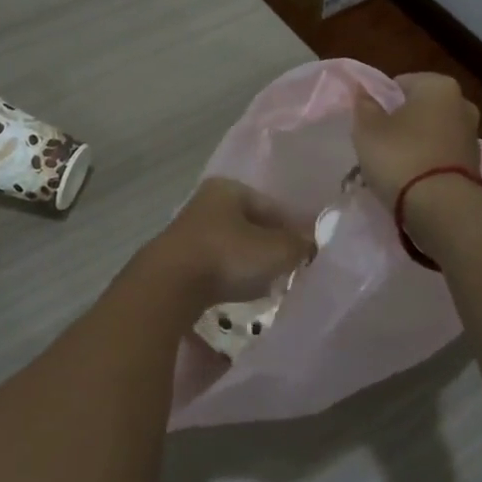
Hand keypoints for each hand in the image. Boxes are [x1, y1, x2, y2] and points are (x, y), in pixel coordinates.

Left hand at [146, 177, 314, 307]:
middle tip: (291, 268)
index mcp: (228, 188)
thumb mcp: (274, 250)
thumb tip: (312, 243)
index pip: (271, 205)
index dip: (293, 227)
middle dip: (271, 245)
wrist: (168, 286)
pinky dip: (230, 275)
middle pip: (250, 224)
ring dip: (250, 262)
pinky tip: (240, 293)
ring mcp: (189, 231)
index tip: (309, 251)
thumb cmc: (226, 256)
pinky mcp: (178, 259)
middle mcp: (207, 203)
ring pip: (232, 245)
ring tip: (269, 284)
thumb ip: (298, 245)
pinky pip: (215, 265)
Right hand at [352, 72, 481, 206]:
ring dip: (415, 143)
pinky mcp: (475, 165)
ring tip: (394, 166)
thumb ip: (364, 106)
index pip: (401, 83)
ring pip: (432, 133)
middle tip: (379, 143)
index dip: (381, 101)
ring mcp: (472, 135)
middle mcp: (462, 104)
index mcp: (438, 85)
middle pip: (420, 108)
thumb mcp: (368, 129)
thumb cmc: (401, 156)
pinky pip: (442, 156)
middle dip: (402, 122)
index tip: (370, 123)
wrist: (443, 209)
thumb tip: (363, 91)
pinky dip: (428, 162)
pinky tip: (412, 179)